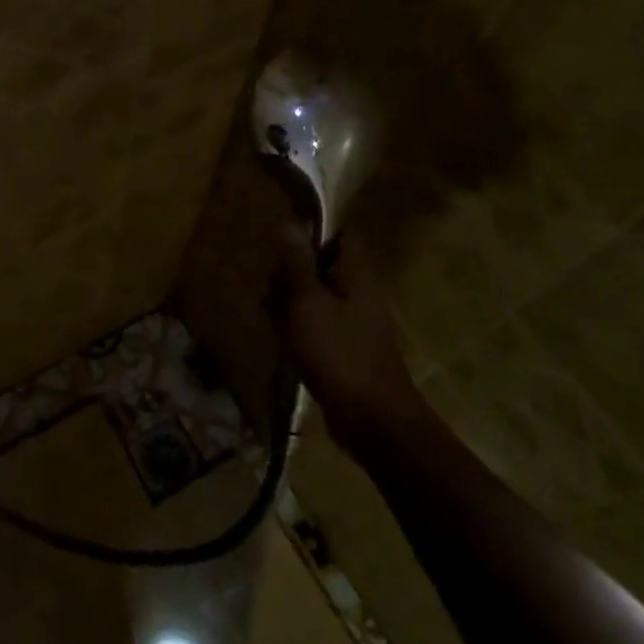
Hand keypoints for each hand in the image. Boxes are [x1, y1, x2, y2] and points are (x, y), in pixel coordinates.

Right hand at [274, 226, 422, 453]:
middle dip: (291, 272)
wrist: (372, 420)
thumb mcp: (308, 303)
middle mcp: (360, 291)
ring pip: (316, 294)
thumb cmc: (338, 353)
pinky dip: (299, 325)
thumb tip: (290, 224)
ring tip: (270, 318)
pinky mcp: (346, 345)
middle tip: (271, 290)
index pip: (340, 233)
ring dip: (290, 301)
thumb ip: (297, 264)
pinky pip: (318, 322)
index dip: (312, 232)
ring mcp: (354, 320)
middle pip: (322, 264)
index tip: (283, 245)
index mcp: (357, 273)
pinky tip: (281, 338)